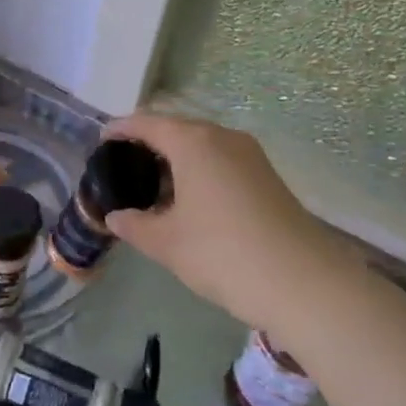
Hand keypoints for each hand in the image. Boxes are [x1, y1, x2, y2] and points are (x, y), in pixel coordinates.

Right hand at [102, 113, 354, 332]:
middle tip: (124, 168)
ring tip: (154, 189)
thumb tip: (115, 217)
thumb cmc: (224, 254)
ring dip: (176, 159)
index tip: (102, 140)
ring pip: (202, 145)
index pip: (147, 122)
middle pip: (176, 129)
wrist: (304, 283)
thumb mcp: (168, 243)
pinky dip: (199, 170)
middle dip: (149, 144)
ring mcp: (250, 155)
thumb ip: (135, 225)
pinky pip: (222, 160)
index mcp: (193, 142)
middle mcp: (222, 137)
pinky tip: (190, 201)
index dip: (121, 129)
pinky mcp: (267, 175)